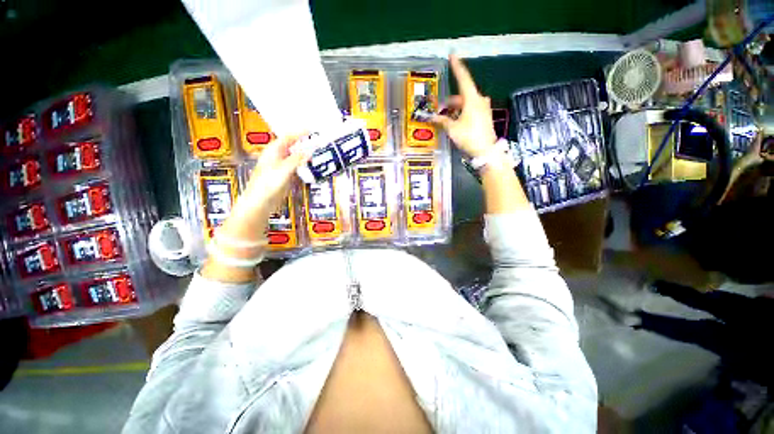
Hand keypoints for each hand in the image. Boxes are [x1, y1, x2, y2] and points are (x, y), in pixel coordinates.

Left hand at [224, 134, 308, 234]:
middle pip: (293, 145)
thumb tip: (309, 151)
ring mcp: (281, 166)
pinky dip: (304, 164)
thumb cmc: (266, 184)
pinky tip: (310, 165)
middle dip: (304, 142)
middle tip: (316, 140)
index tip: (312, 130)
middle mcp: (277, 156)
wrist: (261, 201)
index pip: (288, 137)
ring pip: (295, 155)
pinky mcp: (285, 175)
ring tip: (316, 151)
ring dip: (305, 153)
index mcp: (273, 150)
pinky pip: (297, 166)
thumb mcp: (284, 169)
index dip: (300, 133)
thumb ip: (297, 159)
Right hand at [432, 55, 497, 157]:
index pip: (463, 78)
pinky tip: (454, 122)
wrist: (486, 151)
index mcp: (472, 99)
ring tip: (444, 119)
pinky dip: (461, 113)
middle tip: (438, 110)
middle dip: (449, 102)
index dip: (457, 67)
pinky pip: (470, 110)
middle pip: (462, 95)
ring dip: (454, 109)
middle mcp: (479, 100)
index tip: (452, 55)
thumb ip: (442, 121)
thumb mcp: (452, 129)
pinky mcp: (484, 117)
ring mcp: (483, 109)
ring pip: (465, 104)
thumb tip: (432, 118)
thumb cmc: (469, 137)